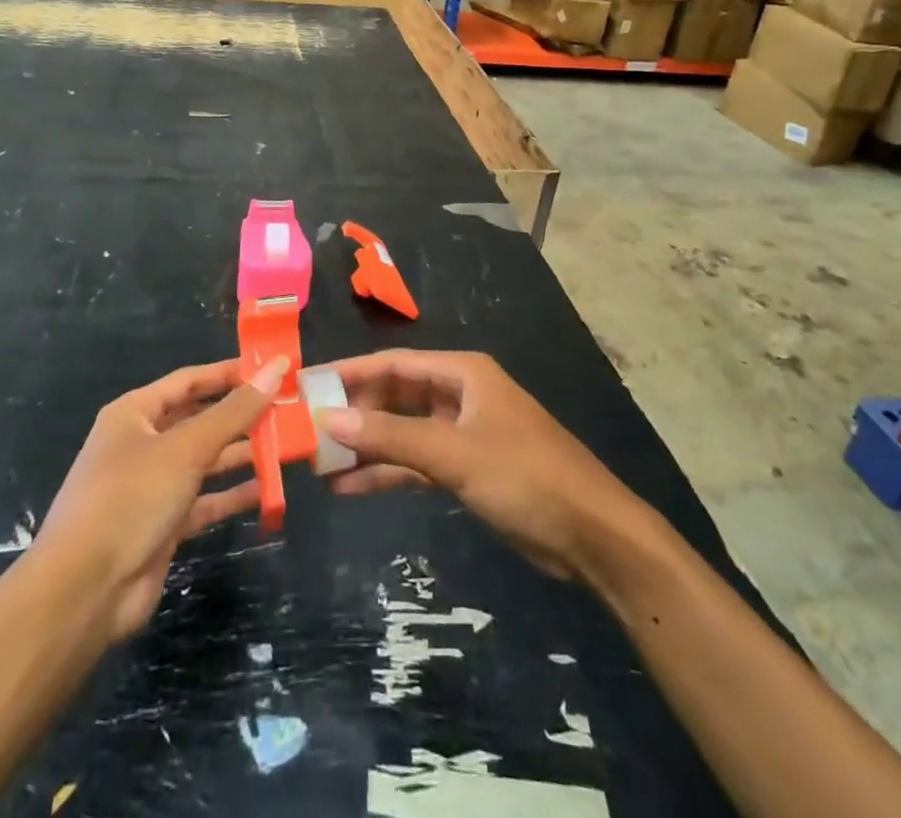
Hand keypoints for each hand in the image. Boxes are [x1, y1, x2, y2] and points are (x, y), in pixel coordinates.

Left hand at [34, 355, 286, 640]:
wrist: (84, 591)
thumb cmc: (130, 498)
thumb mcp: (186, 448)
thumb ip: (235, 411)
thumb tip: (276, 367)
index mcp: (135, 413)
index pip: (189, 380)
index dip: (229, 373)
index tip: (272, 369)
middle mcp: (142, 443)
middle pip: (199, 419)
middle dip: (240, 416)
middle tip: (287, 411)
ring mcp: (152, 486)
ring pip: (204, 461)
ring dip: (241, 455)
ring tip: (286, 447)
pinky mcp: (163, 525)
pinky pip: (204, 500)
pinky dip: (232, 495)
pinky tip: (267, 491)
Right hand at [316, 350, 635, 580]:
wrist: (593, 536)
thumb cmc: (525, 476)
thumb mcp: (453, 453)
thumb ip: (390, 436)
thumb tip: (328, 418)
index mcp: (462, 372)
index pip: (392, 364)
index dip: (349, 372)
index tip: (306, 385)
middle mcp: (460, 394)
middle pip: (395, 395)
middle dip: (355, 412)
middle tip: (307, 429)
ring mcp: (463, 432)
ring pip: (403, 431)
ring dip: (367, 445)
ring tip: (319, 462)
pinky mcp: (468, 467)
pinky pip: (417, 462)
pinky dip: (388, 472)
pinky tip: (351, 487)